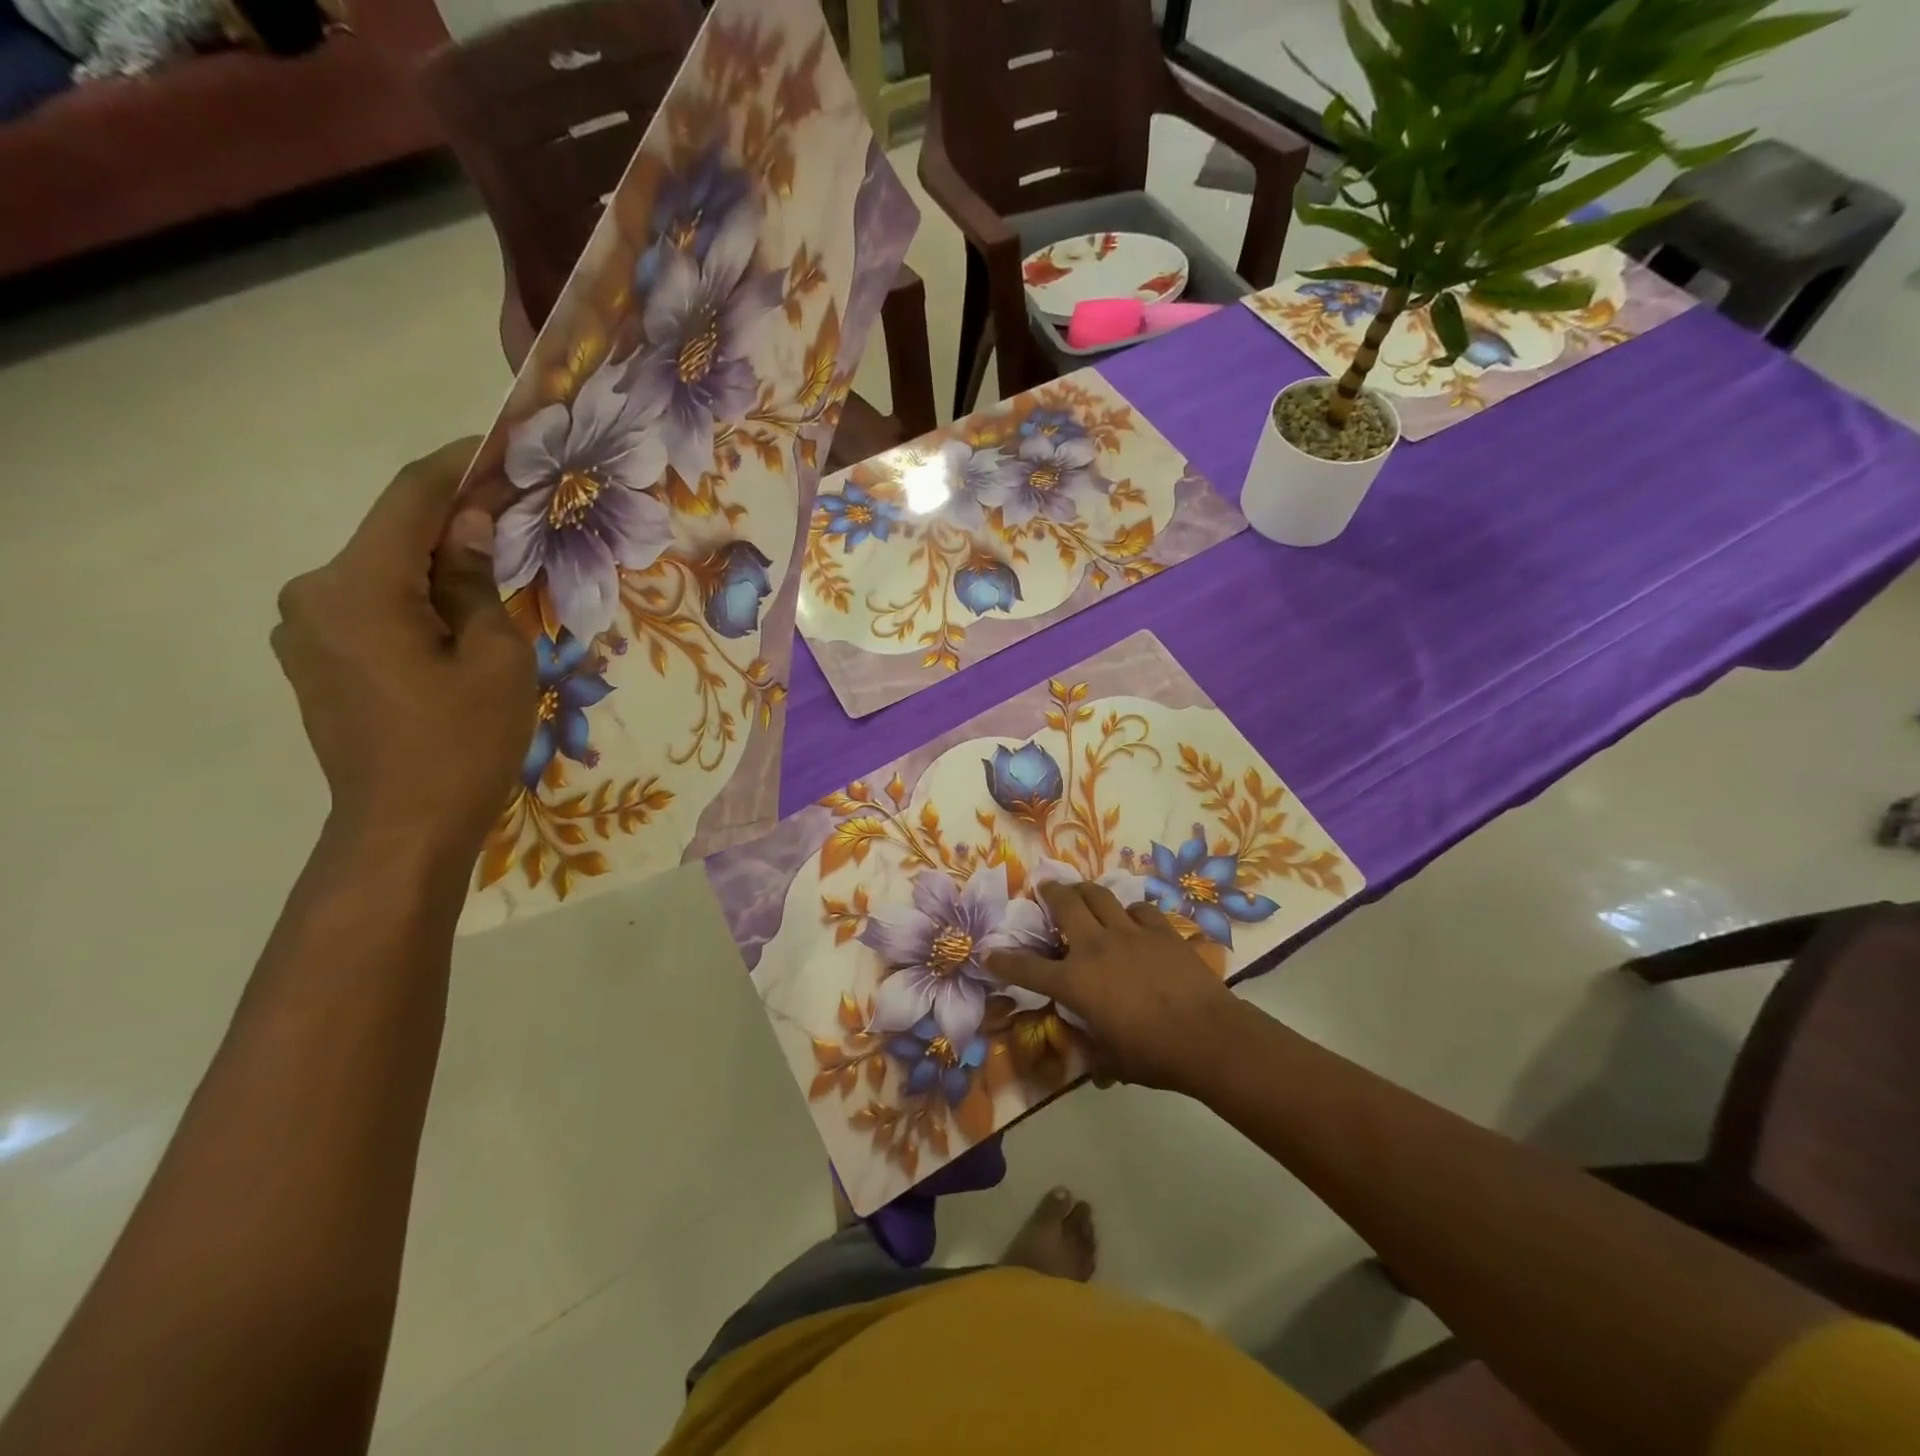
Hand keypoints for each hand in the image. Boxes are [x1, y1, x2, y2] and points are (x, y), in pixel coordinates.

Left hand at [272, 440, 534, 862]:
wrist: (405, 828)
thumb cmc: (463, 742)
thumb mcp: (495, 656)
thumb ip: (475, 579)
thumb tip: (470, 524)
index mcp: (356, 587)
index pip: (409, 500)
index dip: (457, 465)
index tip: (500, 444)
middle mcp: (312, 595)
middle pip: (392, 536)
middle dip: (455, 521)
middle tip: (516, 515)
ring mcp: (305, 631)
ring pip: (383, 574)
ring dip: (437, 564)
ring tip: (497, 570)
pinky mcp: (316, 660)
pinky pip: (372, 608)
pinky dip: (417, 599)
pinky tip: (459, 616)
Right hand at [989, 881, 1240, 1092]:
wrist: (1208, 1036)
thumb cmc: (1154, 1055)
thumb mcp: (1113, 1060)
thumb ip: (1098, 1055)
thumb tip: (1096, 1069)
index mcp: (1076, 982)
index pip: (1028, 969)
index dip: (1004, 960)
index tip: (989, 952)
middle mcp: (1095, 947)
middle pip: (1065, 905)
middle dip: (1049, 892)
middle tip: (1044, 887)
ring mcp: (1130, 933)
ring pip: (1099, 895)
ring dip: (1086, 890)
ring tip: (1082, 890)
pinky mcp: (1161, 930)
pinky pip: (1139, 908)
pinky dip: (1130, 910)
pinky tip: (1133, 917)